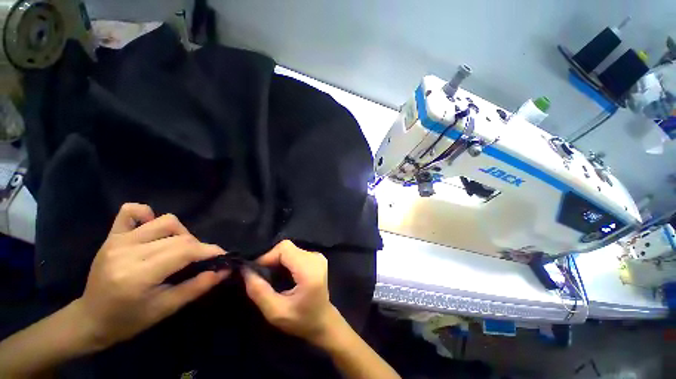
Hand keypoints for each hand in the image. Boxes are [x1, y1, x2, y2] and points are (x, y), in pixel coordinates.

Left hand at [74, 203, 229, 348]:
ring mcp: (117, 241)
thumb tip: (224, 270)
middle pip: (179, 237)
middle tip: (200, 260)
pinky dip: (148, 214)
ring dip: (181, 233)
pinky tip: (153, 229)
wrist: (90, 319)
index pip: (184, 252)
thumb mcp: (166, 309)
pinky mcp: (112, 236)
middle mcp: (127, 252)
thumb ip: (197, 287)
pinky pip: (131, 211)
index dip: (209, 251)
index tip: (222, 256)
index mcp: (137, 275)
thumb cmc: (128, 320)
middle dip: (198, 247)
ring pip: (165, 221)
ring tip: (179, 247)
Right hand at [242, 240, 339, 345]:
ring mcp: (317, 256)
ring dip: (277, 260)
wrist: (323, 321)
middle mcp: (315, 258)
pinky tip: (283, 275)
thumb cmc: (301, 320)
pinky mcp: (316, 257)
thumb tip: (245, 270)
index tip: (255, 272)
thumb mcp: (276, 312)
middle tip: (262, 277)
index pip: (284, 249)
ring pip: (290, 249)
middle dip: (271, 259)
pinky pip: (295, 252)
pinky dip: (285, 260)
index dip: (267, 257)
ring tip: (272, 278)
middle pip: (286, 247)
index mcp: (309, 270)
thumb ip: (259, 291)